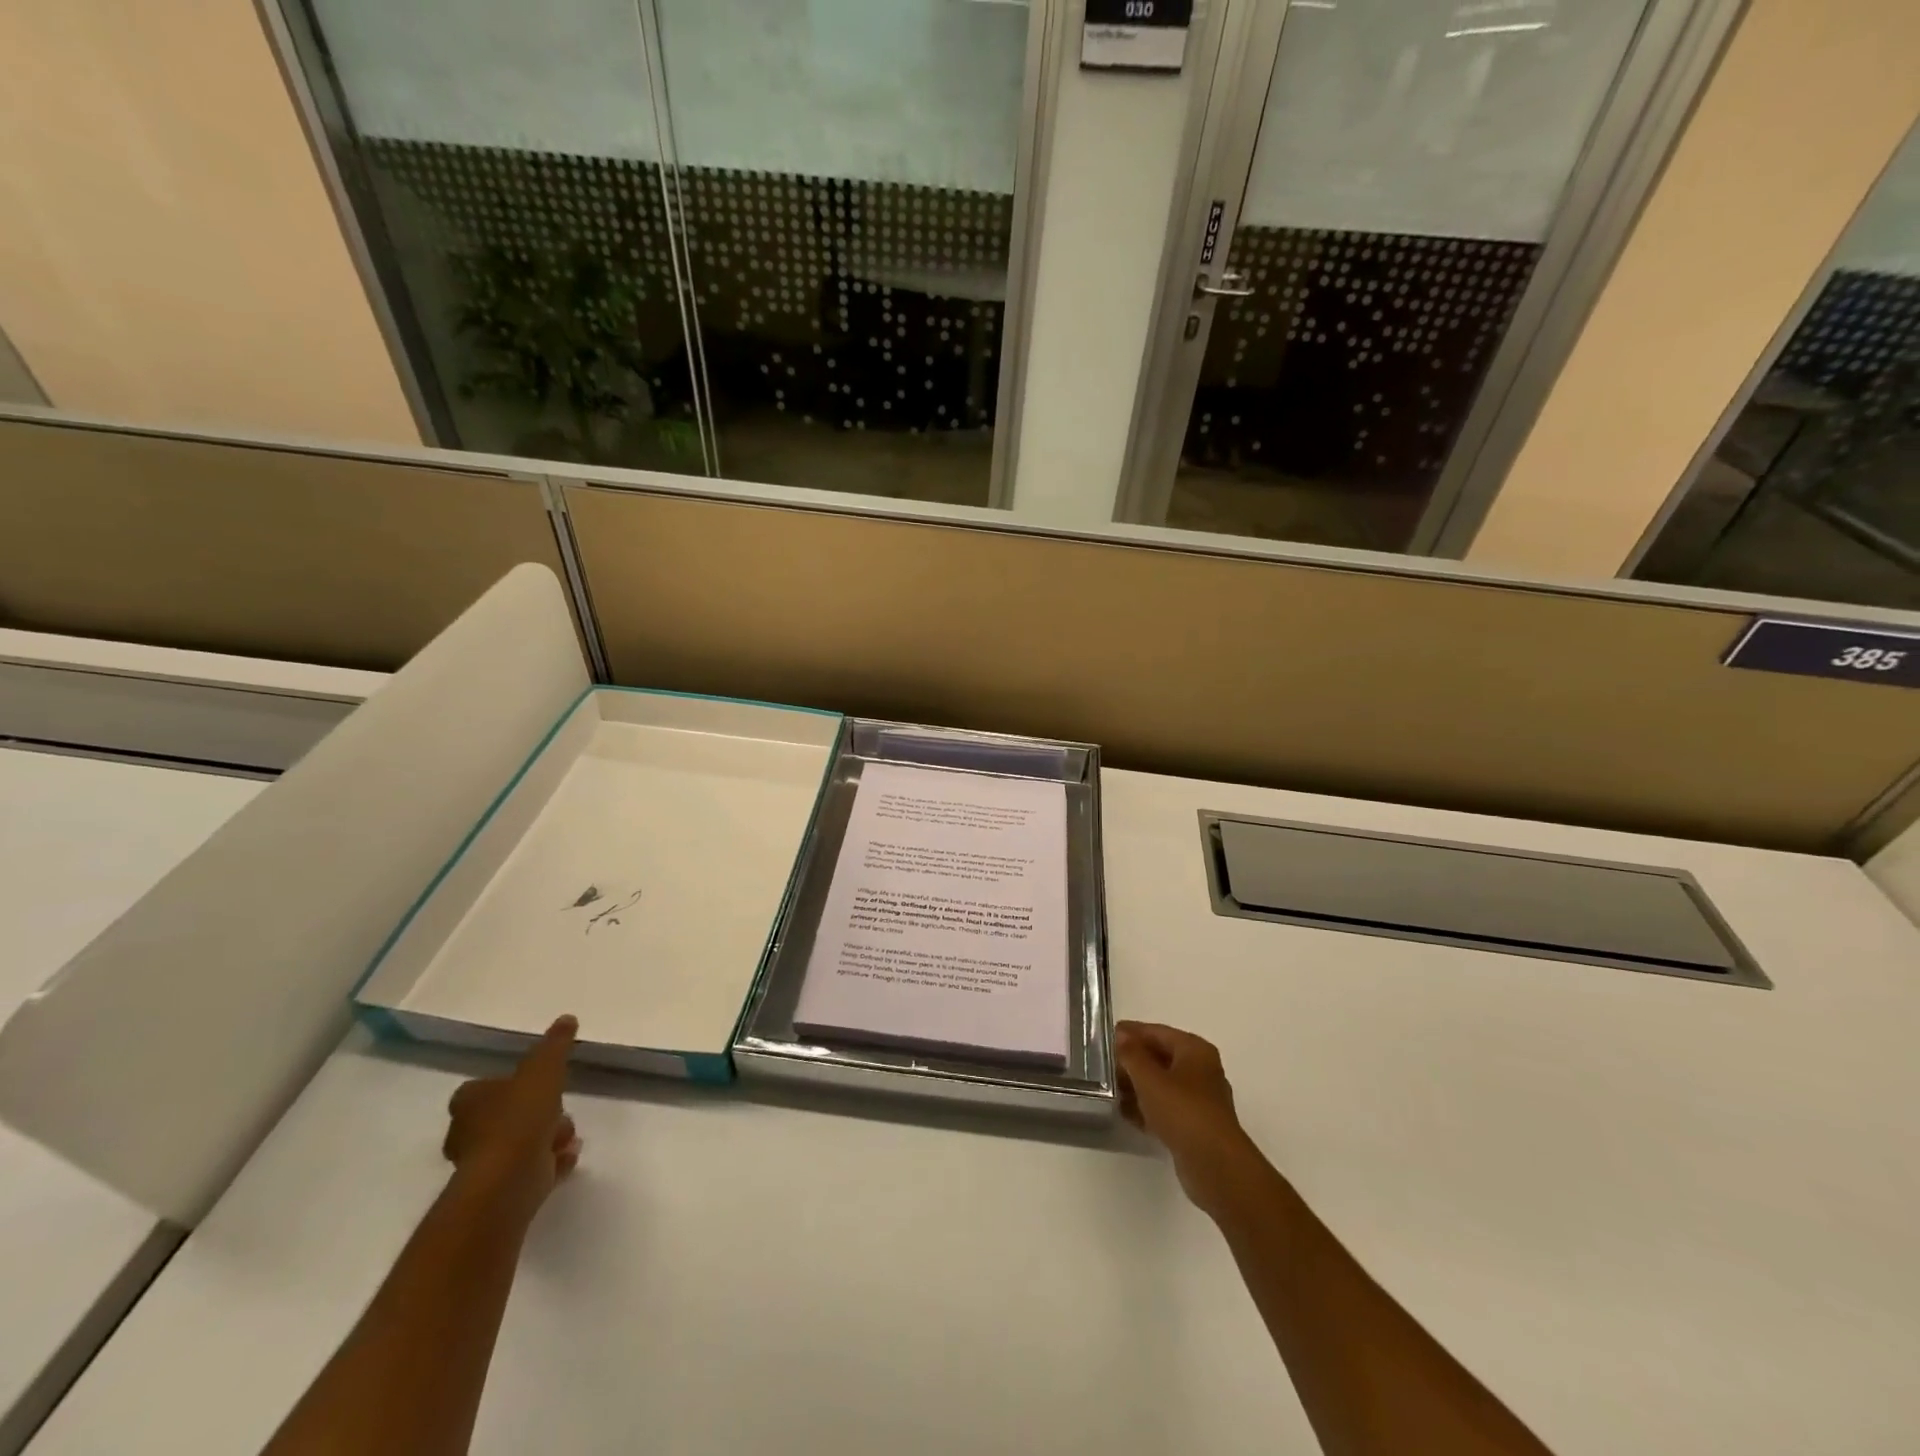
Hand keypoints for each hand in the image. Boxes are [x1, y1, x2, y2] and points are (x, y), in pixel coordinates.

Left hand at [442, 1015, 582, 1220]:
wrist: (509, 1180)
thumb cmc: (520, 1117)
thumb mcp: (543, 1069)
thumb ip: (555, 1045)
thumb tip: (566, 1018)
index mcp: (469, 1103)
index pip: (482, 1089)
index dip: (510, 1085)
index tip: (537, 1084)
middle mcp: (468, 1134)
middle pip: (506, 1116)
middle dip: (539, 1113)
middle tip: (560, 1112)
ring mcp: (483, 1165)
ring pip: (521, 1142)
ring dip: (548, 1137)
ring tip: (567, 1138)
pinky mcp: (501, 1190)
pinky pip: (531, 1169)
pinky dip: (550, 1162)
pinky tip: (567, 1157)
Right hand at [1116, 1020, 1257, 1214]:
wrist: (1215, 1166)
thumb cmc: (1182, 1111)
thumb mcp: (1149, 1078)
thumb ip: (1132, 1054)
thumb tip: (1121, 1035)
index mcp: (1195, 1050)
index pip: (1157, 1032)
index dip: (1131, 1032)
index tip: (1105, 1035)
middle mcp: (1200, 1070)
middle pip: (1160, 1057)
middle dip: (1132, 1061)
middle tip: (1103, 1064)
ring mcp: (1199, 1100)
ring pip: (1161, 1084)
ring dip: (1136, 1086)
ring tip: (1108, 1088)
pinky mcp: (1194, 1126)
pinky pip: (1165, 1108)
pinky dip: (1146, 1108)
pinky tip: (1124, 1113)